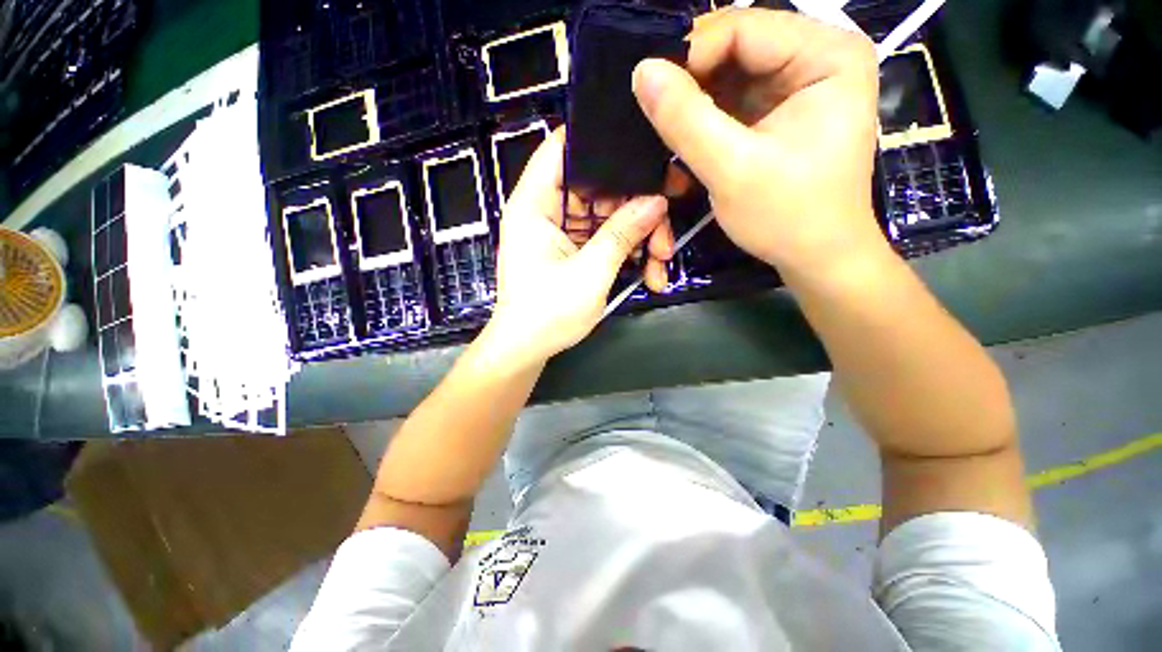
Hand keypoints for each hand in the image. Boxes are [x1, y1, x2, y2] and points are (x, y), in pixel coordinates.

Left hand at [483, 129, 668, 368]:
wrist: (527, 350)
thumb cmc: (548, 313)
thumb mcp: (590, 273)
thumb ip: (622, 234)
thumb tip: (657, 201)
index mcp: (535, 204)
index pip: (561, 148)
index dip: (598, 141)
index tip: (641, 149)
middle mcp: (546, 211)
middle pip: (598, 187)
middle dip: (636, 208)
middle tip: (665, 232)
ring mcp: (561, 233)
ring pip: (607, 216)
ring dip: (638, 237)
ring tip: (660, 264)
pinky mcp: (572, 252)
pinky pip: (604, 239)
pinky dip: (626, 253)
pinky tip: (648, 274)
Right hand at [632, 9, 884, 276]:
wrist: (817, 257)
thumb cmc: (787, 216)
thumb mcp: (732, 170)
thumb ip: (686, 120)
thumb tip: (642, 72)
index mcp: (827, 55)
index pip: (743, 27)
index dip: (690, 54)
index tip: (649, 91)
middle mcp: (818, 57)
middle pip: (736, 49)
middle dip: (690, 83)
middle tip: (652, 114)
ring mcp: (799, 85)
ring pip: (729, 76)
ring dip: (693, 105)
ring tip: (665, 133)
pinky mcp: (780, 112)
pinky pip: (732, 102)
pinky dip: (704, 121)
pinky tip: (685, 143)